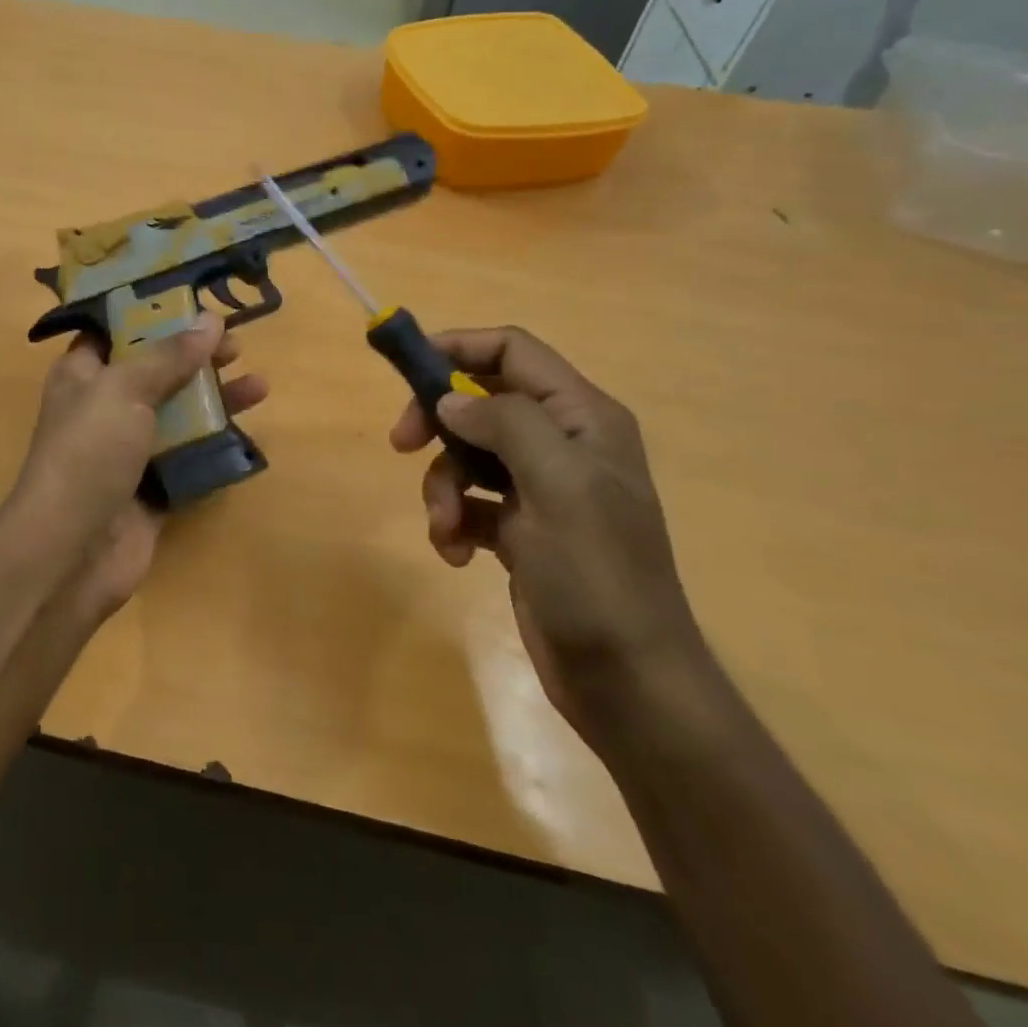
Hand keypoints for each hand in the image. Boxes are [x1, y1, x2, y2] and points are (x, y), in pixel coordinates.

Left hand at [9, 313, 267, 619]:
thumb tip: (209, 320)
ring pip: (178, 413)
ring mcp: (129, 449)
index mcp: (83, 374)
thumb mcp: (124, 389)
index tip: (194, 301)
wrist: (72, 551)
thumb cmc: (88, 453)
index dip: (152, 312)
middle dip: (195, 355)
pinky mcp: (152, 486)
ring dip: (215, 398)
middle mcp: (105, 407)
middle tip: (236, 344)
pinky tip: (246, 432)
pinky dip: (214, 444)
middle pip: (155, 370)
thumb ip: (168, 355)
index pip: (116, 331)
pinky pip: (188, 456)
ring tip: (259, 386)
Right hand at [389, 326, 708, 746]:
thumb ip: (504, 425)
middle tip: (402, 443)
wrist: (625, 679)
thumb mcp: (558, 486)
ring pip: (466, 455)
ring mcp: (540, 488)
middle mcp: (561, 444)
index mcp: (581, 418)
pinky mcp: (520, 529)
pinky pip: (469, 502)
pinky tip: (458, 555)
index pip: (513, 351)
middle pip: (479, 401)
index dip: (458, 347)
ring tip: (447, 528)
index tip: (405, 366)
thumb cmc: (597, 574)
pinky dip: (453, 522)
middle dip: (437, 422)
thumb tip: (450, 401)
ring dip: (443, 487)